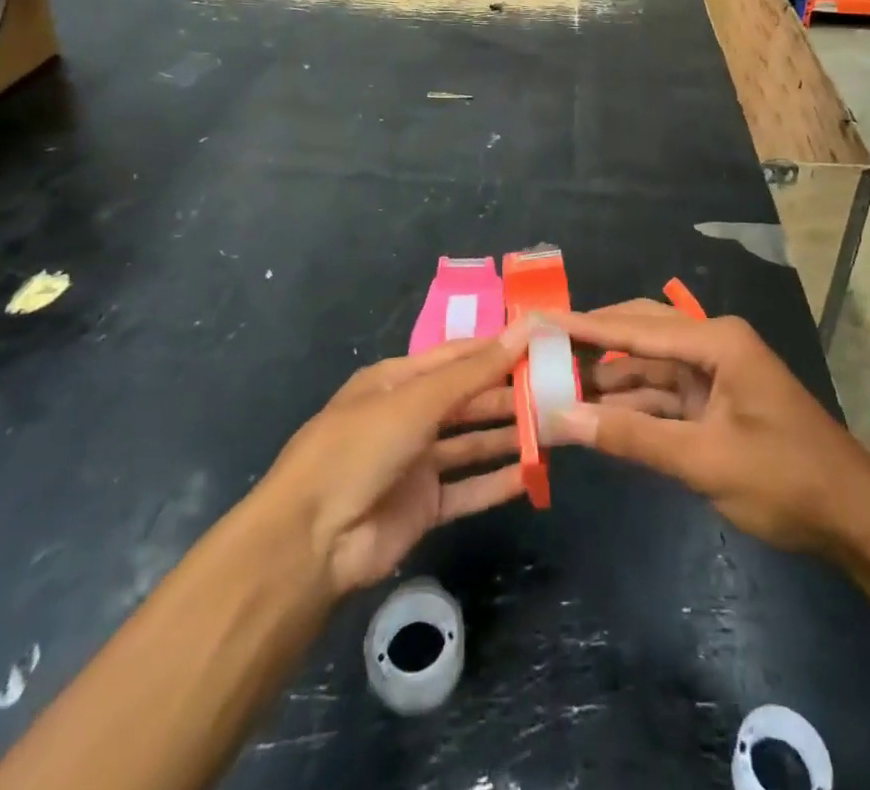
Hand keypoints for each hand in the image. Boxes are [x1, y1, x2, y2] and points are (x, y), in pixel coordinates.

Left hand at [261, 319, 535, 594]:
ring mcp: (415, 463)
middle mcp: (407, 416)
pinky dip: (497, 482)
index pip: (456, 356)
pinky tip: (533, 474)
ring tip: (555, 426)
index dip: (496, 348)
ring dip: (508, 435)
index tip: (541, 342)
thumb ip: (475, 371)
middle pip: (467, 399)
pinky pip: (468, 488)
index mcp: (397, 380)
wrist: (311, 542)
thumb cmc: (361, 448)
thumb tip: (524, 327)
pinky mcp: (423, 506)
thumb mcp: (418, 400)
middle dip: (508, 393)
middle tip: (558, 388)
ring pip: (471, 442)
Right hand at [550, 303, 869, 555]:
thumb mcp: (704, 461)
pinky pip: (661, 393)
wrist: (855, 520)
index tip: (536, 321)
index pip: (635, 327)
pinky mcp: (713, 402)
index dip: (582, 326)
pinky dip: (629, 404)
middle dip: (590, 344)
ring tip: (551, 381)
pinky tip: (591, 411)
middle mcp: (712, 344)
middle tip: (537, 349)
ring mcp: (713, 373)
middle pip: (638, 333)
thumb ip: (631, 436)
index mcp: (716, 340)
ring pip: (646, 366)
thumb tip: (561, 418)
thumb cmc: (786, 481)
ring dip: (605, 378)